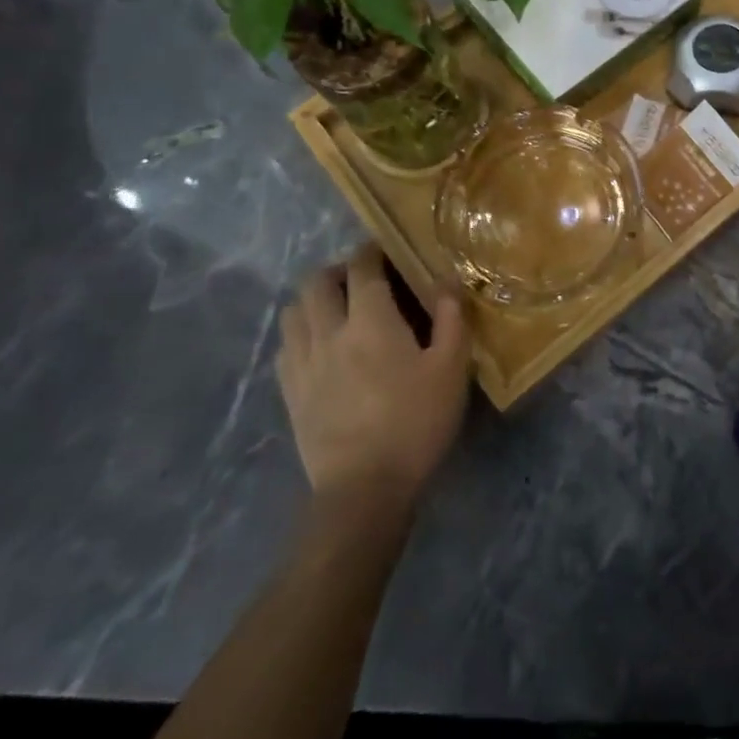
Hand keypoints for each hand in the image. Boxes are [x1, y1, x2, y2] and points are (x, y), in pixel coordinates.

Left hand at [276, 245, 470, 501]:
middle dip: (337, 271)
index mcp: (370, 322)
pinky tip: (322, 347)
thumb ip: (451, 317)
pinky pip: (285, 347)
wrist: (364, 488)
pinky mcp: (290, 394)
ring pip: (293, 312)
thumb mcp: (452, 368)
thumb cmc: (416, 422)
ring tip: (339, 310)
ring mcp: (302, 364)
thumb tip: (446, 280)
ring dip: (314, 300)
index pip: (362, 269)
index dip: (372, 252)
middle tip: (362, 280)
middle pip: (315, 283)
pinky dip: (301, 333)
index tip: (385, 249)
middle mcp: (328, 333)